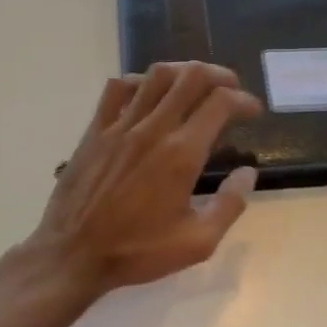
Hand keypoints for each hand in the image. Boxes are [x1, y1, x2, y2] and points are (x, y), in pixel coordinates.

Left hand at [29, 62, 261, 297]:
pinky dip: (140, 82)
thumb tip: (248, 173)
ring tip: (195, 85)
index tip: (253, 112)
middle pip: (191, 76)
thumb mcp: (197, 242)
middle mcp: (153, 129)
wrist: (73, 254)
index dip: (244, 100)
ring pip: (156, 75)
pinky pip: (118, 88)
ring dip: (183, 72)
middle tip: (231, 90)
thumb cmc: (138, 251)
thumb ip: (230, 205)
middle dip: (220, 76)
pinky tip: (148, 95)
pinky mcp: (96, 130)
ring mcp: (120, 125)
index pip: (221, 103)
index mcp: (182, 154)